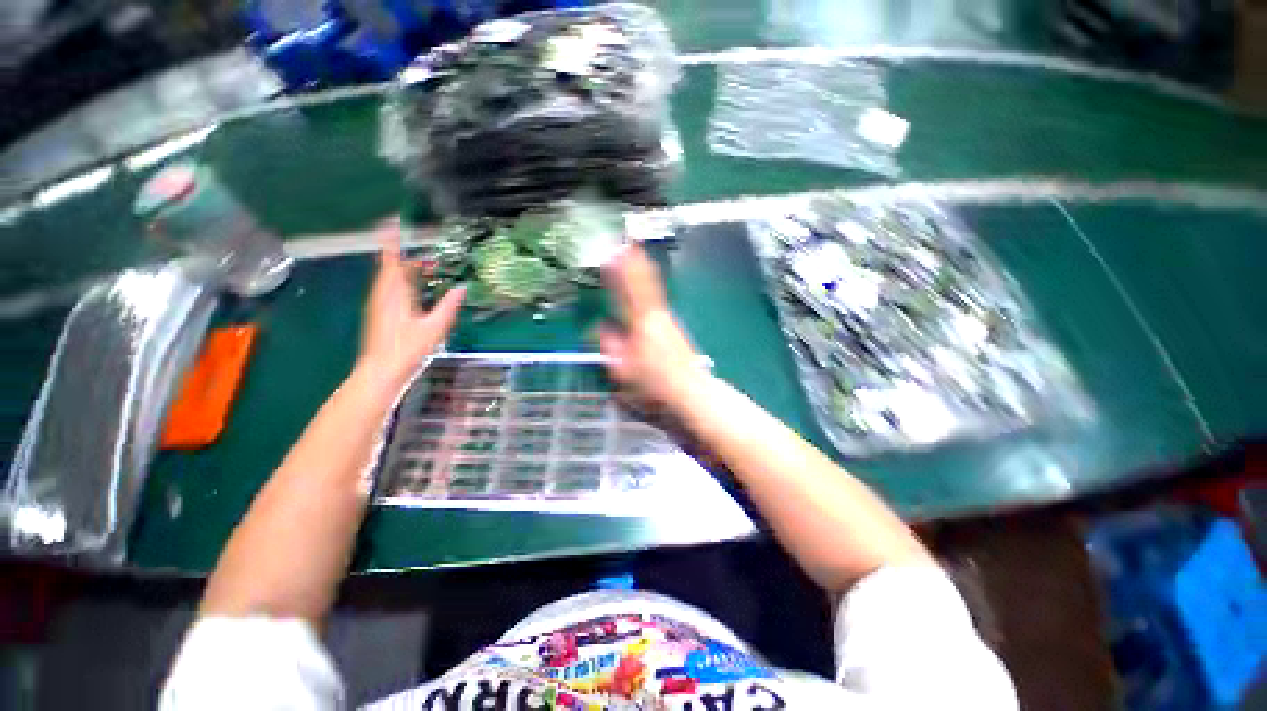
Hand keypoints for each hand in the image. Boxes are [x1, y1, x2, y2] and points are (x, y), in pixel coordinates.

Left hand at [356, 221, 464, 391]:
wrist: (381, 371)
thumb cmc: (407, 349)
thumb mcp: (435, 327)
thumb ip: (448, 306)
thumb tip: (462, 288)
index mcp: (394, 293)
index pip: (391, 259)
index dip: (392, 239)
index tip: (393, 221)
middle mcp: (382, 294)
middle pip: (390, 266)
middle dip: (404, 255)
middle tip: (426, 251)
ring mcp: (377, 303)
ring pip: (389, 277)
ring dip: (403, 268)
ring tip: (424, 266)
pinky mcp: (378, 312)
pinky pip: (389, 287)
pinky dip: (401, 280)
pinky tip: (414, 288)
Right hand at [599, 246, 706, 409]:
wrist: (689, 387)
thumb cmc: (655, 381)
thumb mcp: (623, 369)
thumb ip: (610, 346)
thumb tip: (600, 328)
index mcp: (642, 323)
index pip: (629, 290)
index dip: (621, 269)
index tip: (613, 251)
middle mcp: (656, 315)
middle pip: (646, 281)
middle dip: (635, 260)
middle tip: (628, 242)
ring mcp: (667, 318)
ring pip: (653, 287)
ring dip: (642, 269)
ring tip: (634, 254)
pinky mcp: (672, 324)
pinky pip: (656, 297)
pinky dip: (649, 284)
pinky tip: (645, 283)